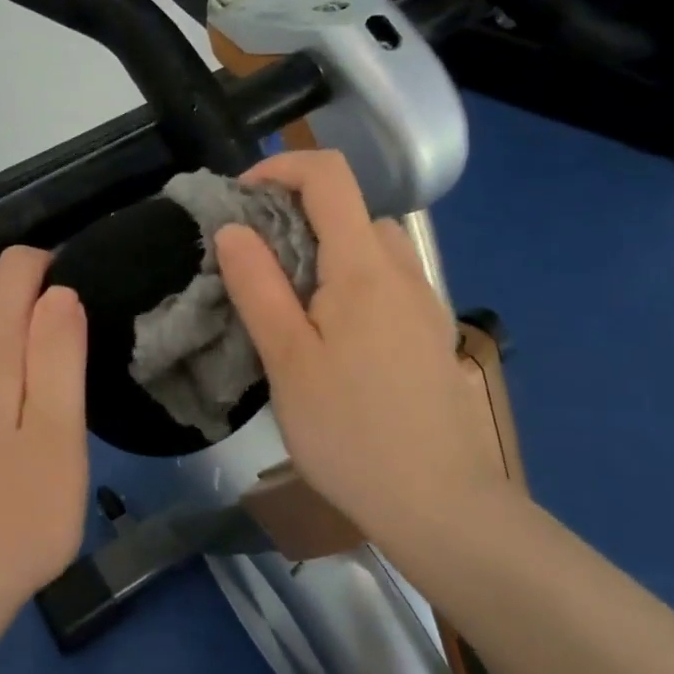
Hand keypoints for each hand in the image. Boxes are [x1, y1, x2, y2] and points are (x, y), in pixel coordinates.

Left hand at [0, 247, 89, 619]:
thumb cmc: (15, 518)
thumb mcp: (57, 436)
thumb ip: (57, 356)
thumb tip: (59, 291)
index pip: (12, 269)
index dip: (52, 266)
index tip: (87, 303)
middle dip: (32, 287)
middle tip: (78, 335)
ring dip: (11, 319)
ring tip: (55, 363)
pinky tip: (14, 397)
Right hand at [215, 151, 511, 544]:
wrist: (440, 505)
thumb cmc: (350, 431)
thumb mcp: (287, 359)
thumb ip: (258, 286)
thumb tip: (233, 228)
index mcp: (364, 267)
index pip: (329, 175)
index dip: (280, 169)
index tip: (239, 201)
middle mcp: (403, 271)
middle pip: (350, 210)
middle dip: (297, 216)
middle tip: (255, 263)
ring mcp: (424, 304)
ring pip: (372, 247)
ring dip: (326, 251)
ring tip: (288, 301)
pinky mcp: (429, 335)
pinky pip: (387, 282)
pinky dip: (351, 281)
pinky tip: (331, 338)